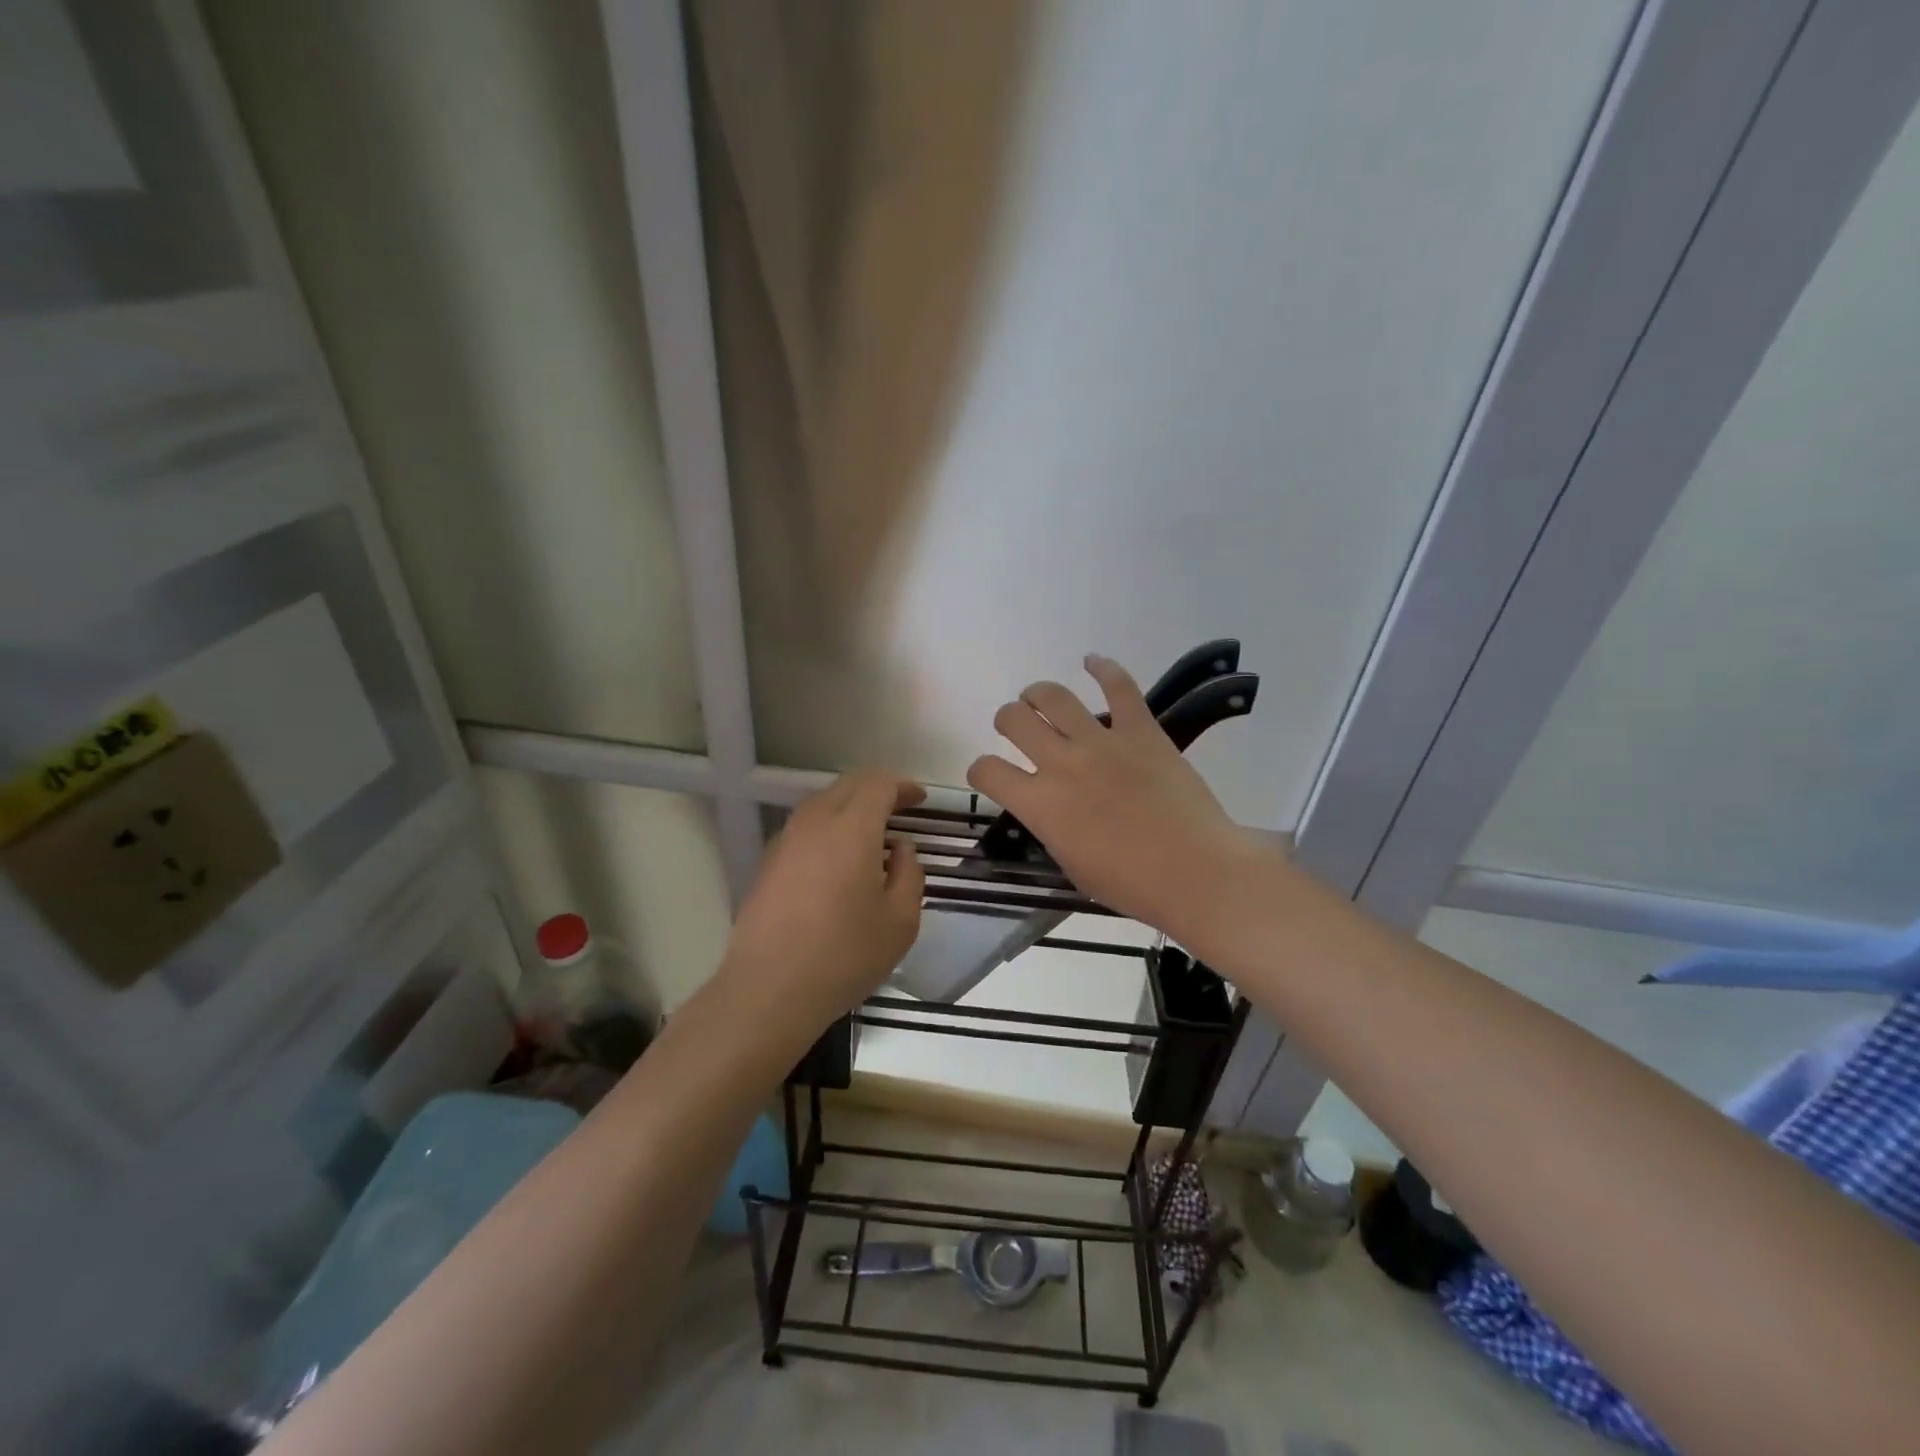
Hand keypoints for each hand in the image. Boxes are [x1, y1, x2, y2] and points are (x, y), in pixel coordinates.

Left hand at [721, 770, 924, 1028]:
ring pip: (822, 804)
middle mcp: (815, 823)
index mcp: (852, 828)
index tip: (920, 800)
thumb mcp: (901, 920)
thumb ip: (910, 873)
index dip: (903, 786)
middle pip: (848, 786)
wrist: (770, 989)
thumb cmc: (845, 954)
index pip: (879, 785)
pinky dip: (829, 827)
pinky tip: (839, 858)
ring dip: (850, 806)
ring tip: (872, 832)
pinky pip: (805, 828)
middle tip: (901, 807)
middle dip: (878, 789)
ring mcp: (786, 841)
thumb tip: (899, 848)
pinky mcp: (768, 863)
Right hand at [967, 655, 1269, 939]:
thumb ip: (1052, 828)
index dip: (980, 769)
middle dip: (1007, 720)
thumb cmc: (1131, 884)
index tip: (989, 773)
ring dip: (1038, 693)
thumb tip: (1051, 809)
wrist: (1195, 871)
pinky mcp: (1141, 730)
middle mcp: (1061, 763)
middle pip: (1015, 720)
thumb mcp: (1072, 865)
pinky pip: (1119, 687)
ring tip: (1038, 697)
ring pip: (1054, 697)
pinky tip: (1092, 661)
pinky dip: (1103, 668)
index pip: (988, 771)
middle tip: (1016, 727)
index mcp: (1040, 804)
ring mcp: (1101, 742)